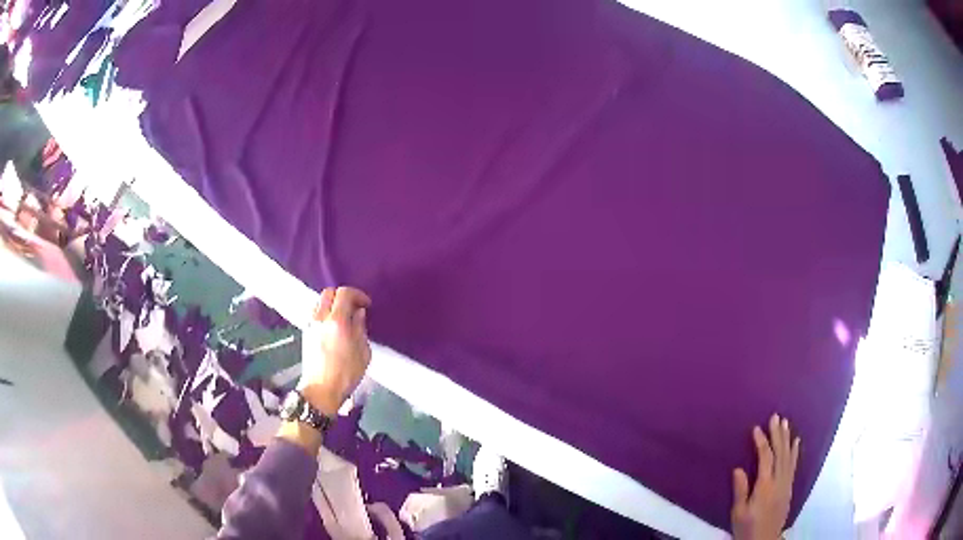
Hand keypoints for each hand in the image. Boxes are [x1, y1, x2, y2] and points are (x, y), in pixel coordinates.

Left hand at [298, 286, 371, 415]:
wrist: (320, 391)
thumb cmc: (345, 375)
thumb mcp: (363, 353)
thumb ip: (360, 329)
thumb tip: (358, 314)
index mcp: (336, 321)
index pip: (344, 293)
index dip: (358, 295)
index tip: (366, 304)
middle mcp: (320, 318)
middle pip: (329, 293)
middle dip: (343, 296)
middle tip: (354, 307)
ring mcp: (310, 325)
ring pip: (320, 302)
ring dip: (333, 304)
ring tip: (344, 317)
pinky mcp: (305, 333)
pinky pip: (315, 314)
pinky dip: (325, 313)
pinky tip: (333, 327)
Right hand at [731, 414, 800, 539]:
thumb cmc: (747, 528)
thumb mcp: (738, 513)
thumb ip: (740, 491)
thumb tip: (738, 469)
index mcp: (765, 486)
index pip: (766, 458)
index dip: (762, 442)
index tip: (757, 428)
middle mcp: (778, 481)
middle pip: (780, 453)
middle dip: (777, 434)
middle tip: (776, 416)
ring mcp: (786, 484)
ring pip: (788, 457)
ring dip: (786, 439)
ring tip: (785, 423)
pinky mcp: (789, 488)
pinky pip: (793, 465)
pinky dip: (795, 452)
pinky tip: (796, 442)